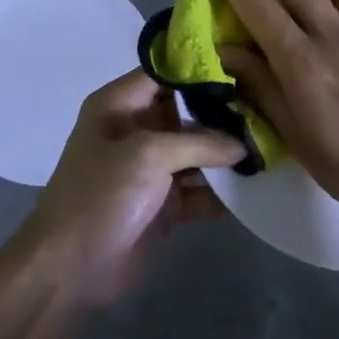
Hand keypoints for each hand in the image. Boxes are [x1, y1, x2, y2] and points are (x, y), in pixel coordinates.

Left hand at [11, 70, 244, 305]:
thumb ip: (199, 143)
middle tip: (266, 108)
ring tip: (269, 147)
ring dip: (226, 155)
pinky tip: (255, 187)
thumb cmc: (101, 196)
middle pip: (186, 112)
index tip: (243, 68)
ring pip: (196, 152)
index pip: (163, 73)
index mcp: (118, 105)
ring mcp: (149, 170)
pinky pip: (198, 190)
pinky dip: (220, 191)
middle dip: (223, 114)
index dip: (200, 68)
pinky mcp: (162, 205)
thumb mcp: (148, 156)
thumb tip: (242, 145)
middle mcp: (134, 131)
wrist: (69, 270)